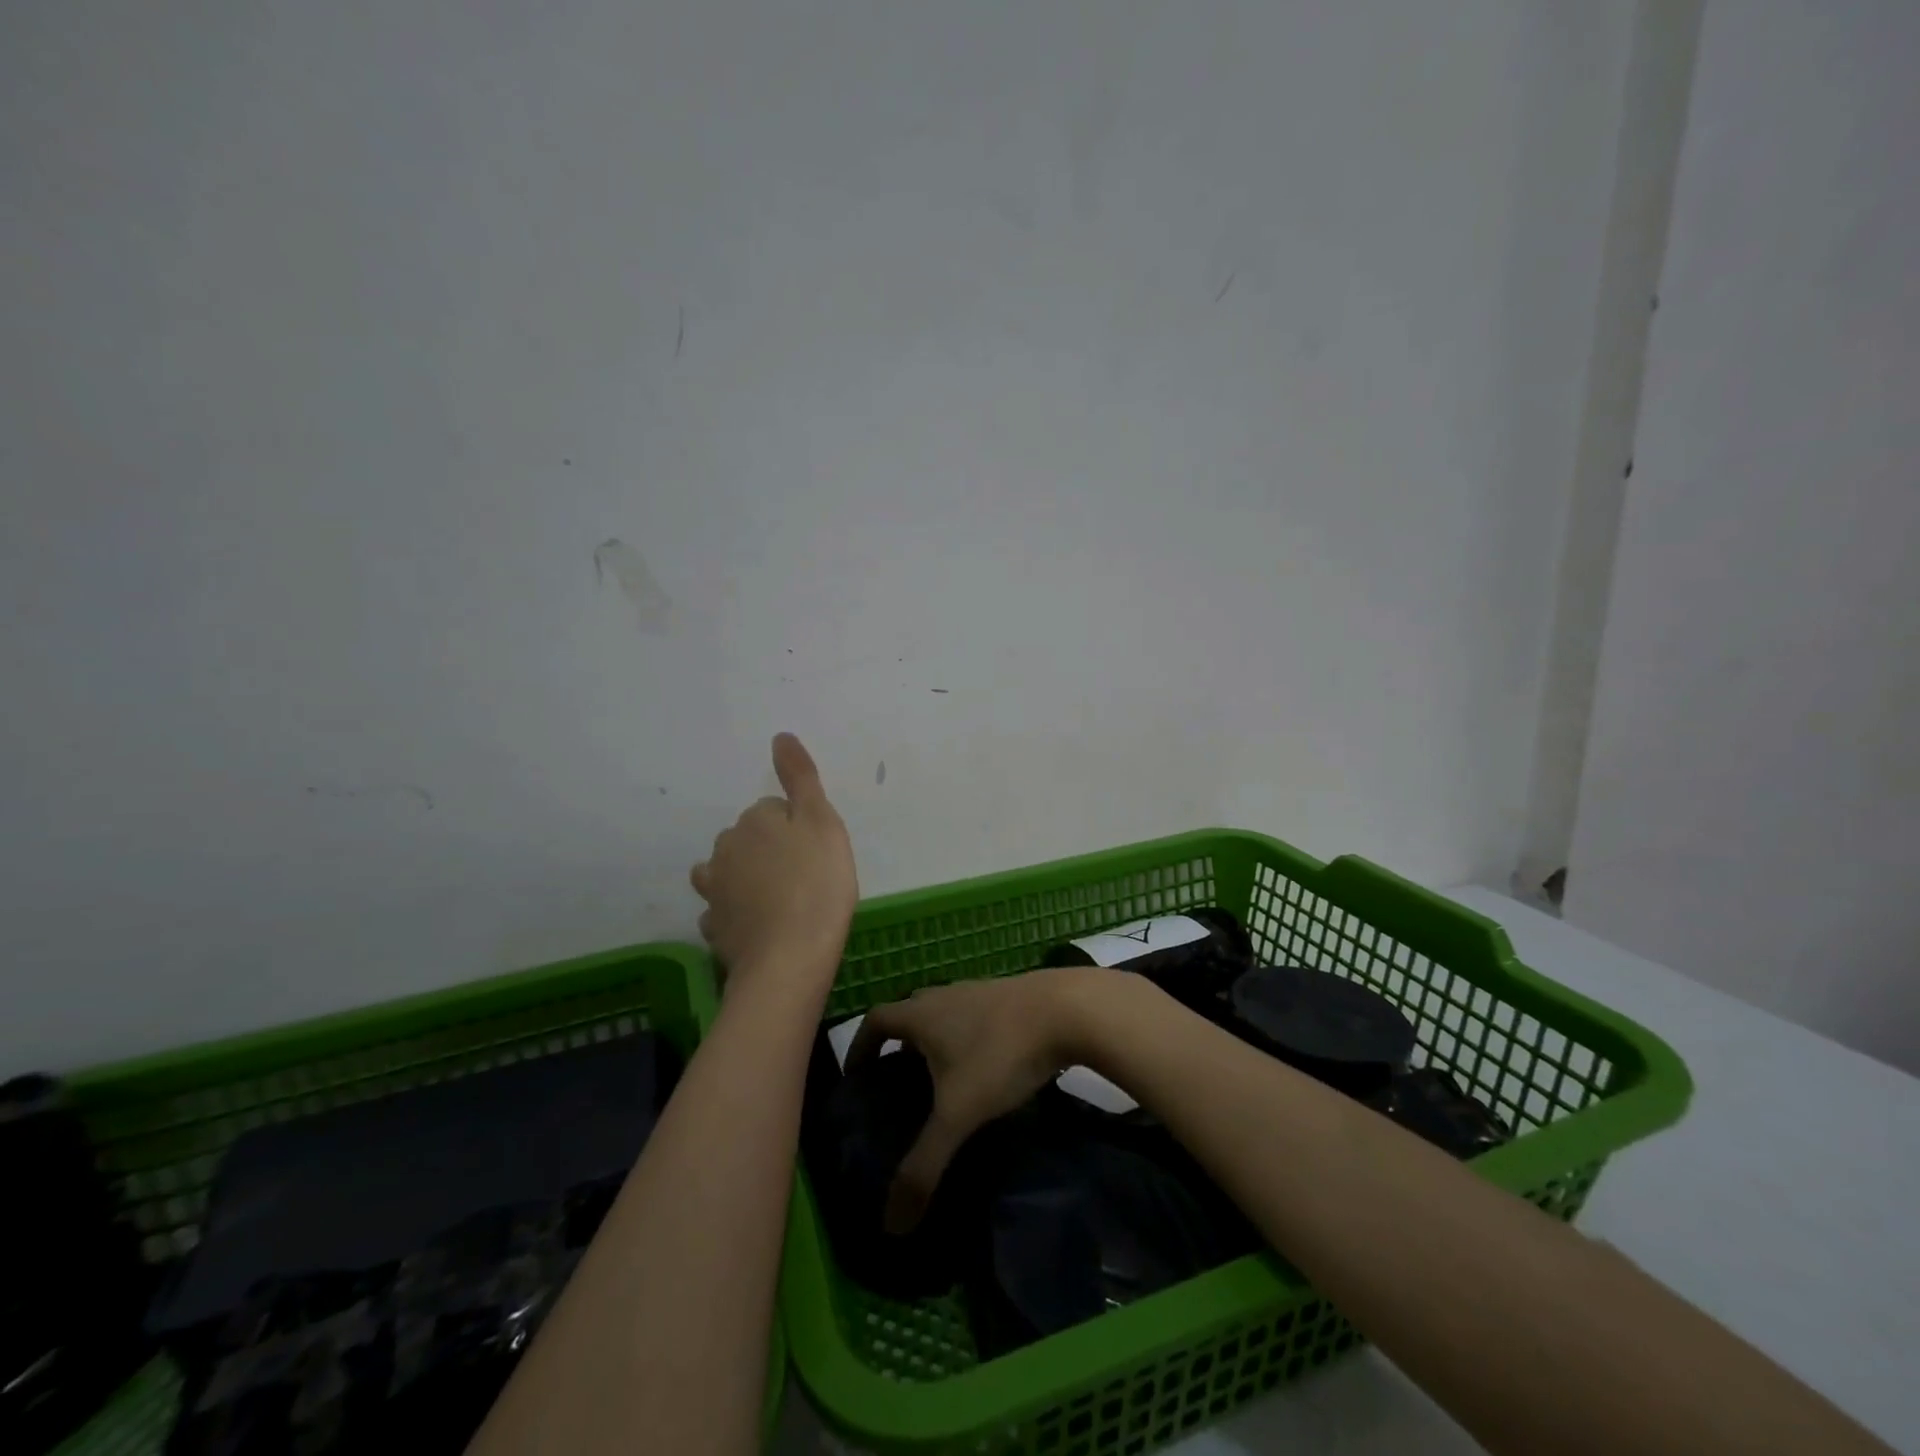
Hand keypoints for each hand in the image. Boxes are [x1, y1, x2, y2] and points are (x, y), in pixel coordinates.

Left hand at [690, 733, 857, 990]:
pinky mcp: (715, 927)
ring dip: (746, 879)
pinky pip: (725, 910)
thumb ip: (800, 778)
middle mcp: (725, 849)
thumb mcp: (822, 822)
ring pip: (729, 872)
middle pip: (749, 839)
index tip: (817, 851)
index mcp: (752, 821)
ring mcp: (715, 891)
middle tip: (806, 876)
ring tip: (778, 901)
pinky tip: (760, 927)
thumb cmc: (817, 884)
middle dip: (771, 850)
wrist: (790, 958)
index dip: (798, 827)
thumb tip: (780, 737)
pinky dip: (739, 913)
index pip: (773, 809)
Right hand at [847, 968, 1109, 1231]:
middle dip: (898, 1048)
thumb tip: (891, 1225)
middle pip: (909, 1016)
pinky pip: (974, 1018)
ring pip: (944, 1015)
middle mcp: (944, 995)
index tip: (857, 1078)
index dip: (860, 1046)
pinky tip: (986, 1072)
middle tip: (898, 1091)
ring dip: (936, 1043)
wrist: (1068, 1010)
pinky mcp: (1009, 997)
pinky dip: (968, 1040)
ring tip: (942, 1087)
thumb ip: (924, 1166)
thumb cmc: (1000, 1054)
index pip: (875, 1020)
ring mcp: (979, 991)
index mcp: (921, 1013)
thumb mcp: (959, 1114)